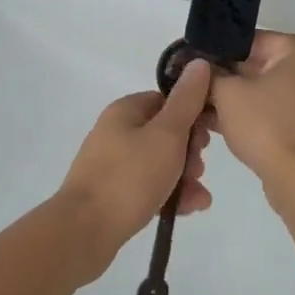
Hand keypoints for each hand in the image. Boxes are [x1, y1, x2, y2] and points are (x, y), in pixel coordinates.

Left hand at [59, 60, 213, 280]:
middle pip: (166, 133)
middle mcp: (117, 132)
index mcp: (126, 110)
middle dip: (190, 152)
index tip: (209, 136)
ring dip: (184, 176)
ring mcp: (113, 164)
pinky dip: (170, 194)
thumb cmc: (129, 177)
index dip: (193, 115)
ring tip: (198, 197)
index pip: (168, 101)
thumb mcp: (167, 135)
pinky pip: (149, 186)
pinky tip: (188, 210)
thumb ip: (186, 101)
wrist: (84, 232)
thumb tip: (199, 63)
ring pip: (160, 163)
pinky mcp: (113, 194)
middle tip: (199, 168)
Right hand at [207, 31, 294, 209]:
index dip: (218, 52)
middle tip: (197, 89)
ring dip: (239, 100)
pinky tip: (224, 126)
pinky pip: (280, 113)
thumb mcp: (227, 94)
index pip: (251, 41)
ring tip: (204, 110)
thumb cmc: (267, 125)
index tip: (195, 65)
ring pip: (270, 92)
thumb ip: (211, 75)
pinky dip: (256, 117)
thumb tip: (200, 67)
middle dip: (228, 79)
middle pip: (261, 66)